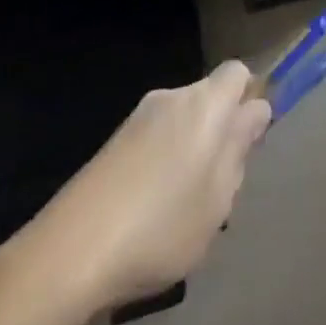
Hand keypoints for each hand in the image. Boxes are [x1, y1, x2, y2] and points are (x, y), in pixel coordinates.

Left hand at [6, 61, 272, 311]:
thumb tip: (255, 110)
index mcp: (204, 104)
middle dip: (219, 133)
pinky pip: (154, 140)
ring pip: (182, 122)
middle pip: (209, 99)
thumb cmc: (160, 226)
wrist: (70, 251)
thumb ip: (239, 149)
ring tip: (181, 210)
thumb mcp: (218, 199)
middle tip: (218, 189)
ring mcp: (138, 117)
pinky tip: (149, 213)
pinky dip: (161, 164)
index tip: (248, 141)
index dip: (249, 100)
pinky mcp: (112, 142)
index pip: (238, 73)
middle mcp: (172, 97)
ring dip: (190, 152)